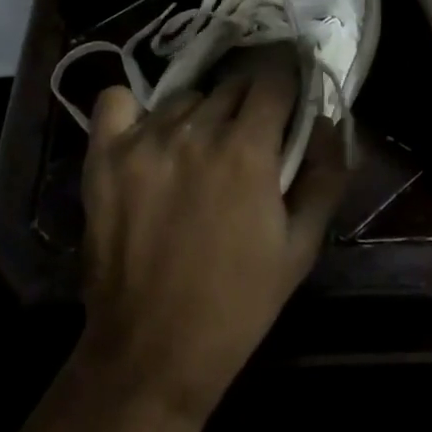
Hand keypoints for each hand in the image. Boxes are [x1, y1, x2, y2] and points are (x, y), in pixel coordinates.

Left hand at [75, 54, 348, 424]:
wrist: (151, 353)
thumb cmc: (237, 304)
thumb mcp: (300, 248)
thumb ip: (324, 176)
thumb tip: (327, 119)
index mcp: (247, 150)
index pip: (274, 79)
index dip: (287, 87)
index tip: (287, 104)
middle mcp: (195, 131)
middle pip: (231, 85)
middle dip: (248, 106)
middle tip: (247, 143)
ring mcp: (143, 140)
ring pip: (184, 97)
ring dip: (199, 115)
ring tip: (197, 154)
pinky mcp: (104, 156)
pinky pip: (116, 101)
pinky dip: (134, 110)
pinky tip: (146, 136)